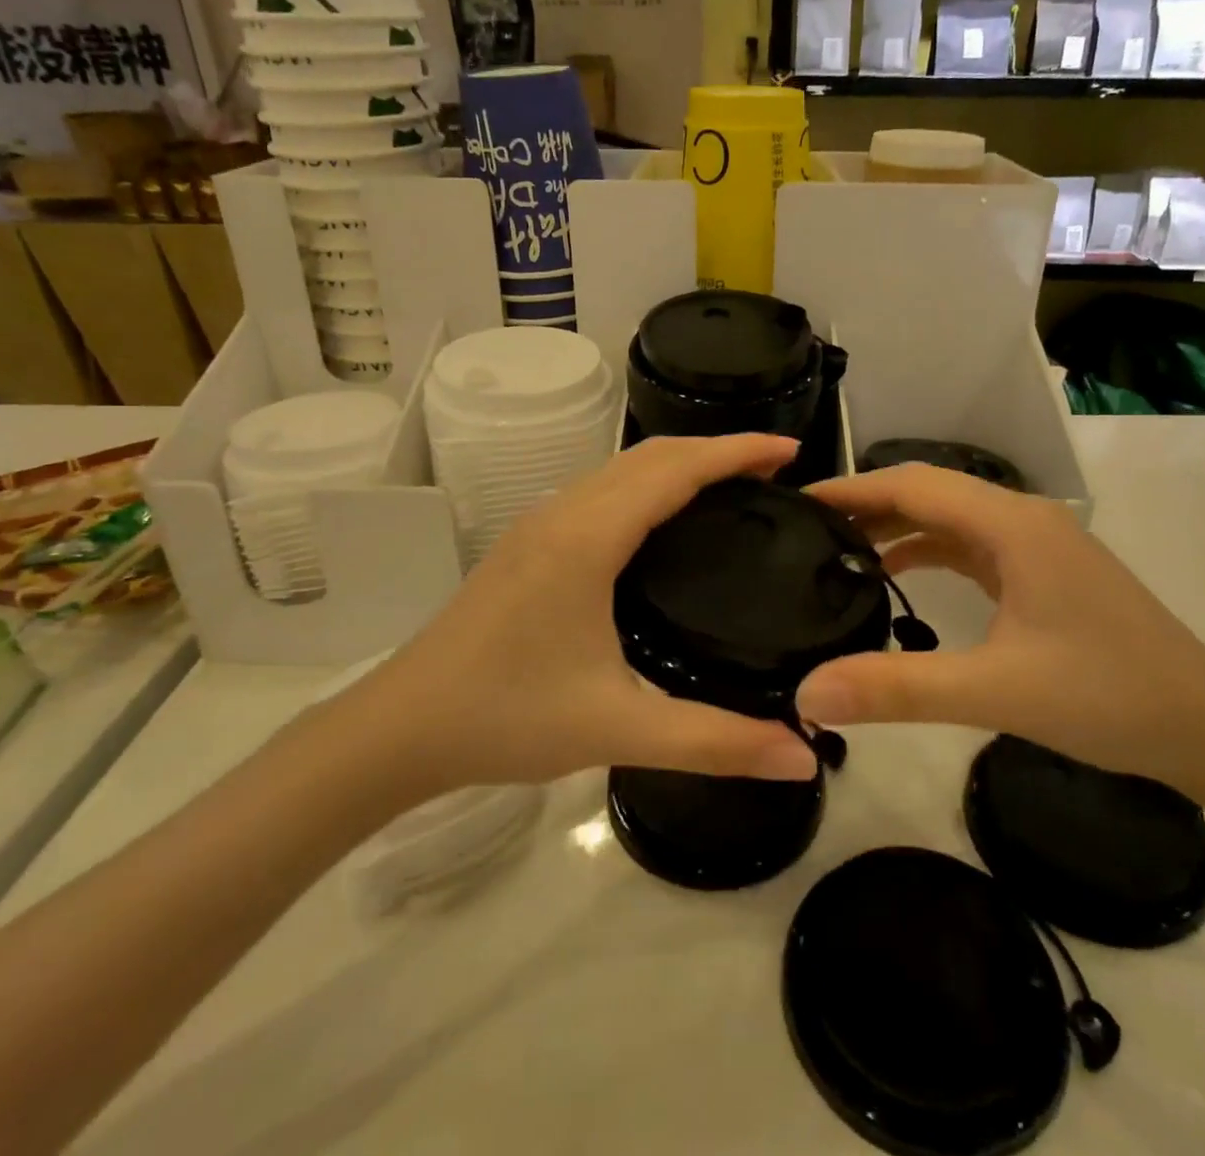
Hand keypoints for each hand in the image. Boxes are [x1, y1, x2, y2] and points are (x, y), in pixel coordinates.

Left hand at [327, 435, 818, 812]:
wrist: (401, 726)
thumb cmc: (507, 718)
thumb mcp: (618, 730)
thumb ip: (715, 742)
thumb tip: (802, 754)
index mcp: (588, 537)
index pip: (676, 469)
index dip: (737, 451)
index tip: (791, 452)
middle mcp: (564, 512)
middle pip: (651, 455)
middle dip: (716, 450)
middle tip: (776, 471)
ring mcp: (540, 523)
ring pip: (622, 468)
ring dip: (680, 463)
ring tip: (732, 486)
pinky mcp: (529, 542)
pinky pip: (602, 489)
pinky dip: (648, 484)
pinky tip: (665, 521)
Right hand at [793, 465, 1204, 787]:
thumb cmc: (1107, 697)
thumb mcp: (995, 692)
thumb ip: (898, 689)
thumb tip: (807, 694)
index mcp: (1012, 524)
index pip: (912, 484)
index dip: (851, 489)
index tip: (797, 503)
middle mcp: (1022, 519)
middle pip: (928, 492)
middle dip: (867, 504)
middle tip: (806, 528)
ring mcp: (1036, 545)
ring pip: (950, 518)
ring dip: (897, 527)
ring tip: (840, 549)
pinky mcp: (1043, 572)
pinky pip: (971, 545)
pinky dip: (928, 551)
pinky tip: (900, 576)